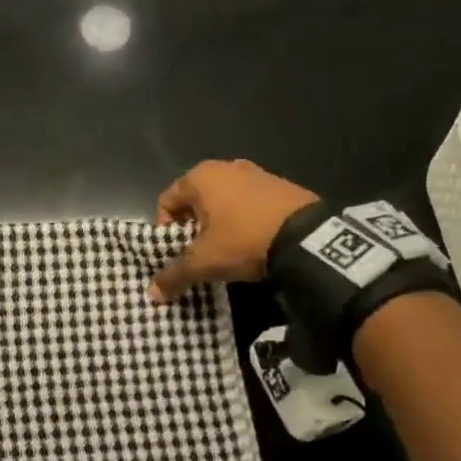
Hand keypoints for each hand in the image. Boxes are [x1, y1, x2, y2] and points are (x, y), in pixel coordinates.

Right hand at [150, 159, 320, 302]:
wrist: (307, 237)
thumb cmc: (243, 240)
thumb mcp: (203, 262)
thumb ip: (174, 275)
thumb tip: (152, 293)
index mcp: (200, 177)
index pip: (166, 202)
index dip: (165, 230)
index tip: (176, 253)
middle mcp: (225, 167)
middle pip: (195, 201)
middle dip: (192, 227)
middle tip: (199, 253)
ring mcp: (256, 172)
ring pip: (223, 201)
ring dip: (219, 224)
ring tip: (226, 250)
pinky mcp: (280, 184)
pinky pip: (249, 202)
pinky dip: (243, 219)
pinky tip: (252, 241)